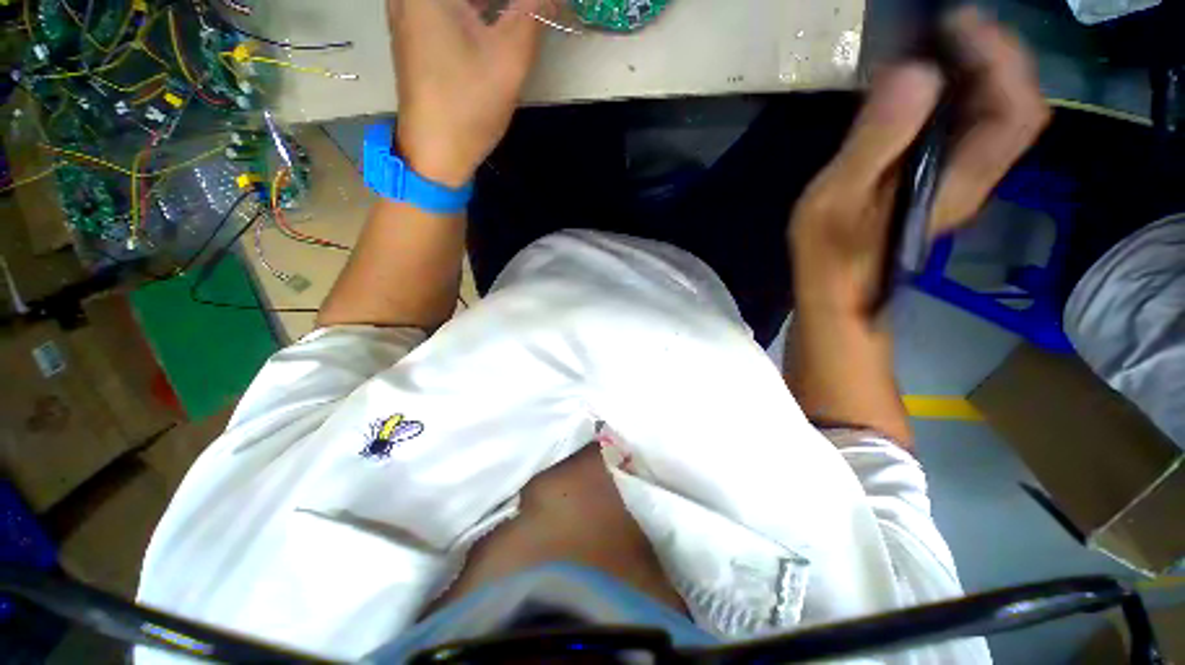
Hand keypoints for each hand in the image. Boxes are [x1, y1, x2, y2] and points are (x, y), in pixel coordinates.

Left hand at [389, 0, 549, 187]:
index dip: (519, 1)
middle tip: (531, 12)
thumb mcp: (510, 57)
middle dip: (509, 2)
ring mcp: (410, 8)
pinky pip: (451, 7)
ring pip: (461, 0)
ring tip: (522, 17)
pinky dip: (478, 10)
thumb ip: (533, 10)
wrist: (436, 151)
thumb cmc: (468, 104)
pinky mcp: (417, 29)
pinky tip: (500, 21)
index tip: (536, 9)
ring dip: (495, 6)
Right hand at [789, 8, 1048, 317]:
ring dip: (977, 69)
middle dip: (993, 55)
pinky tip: (923, 82)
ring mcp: (958, 175)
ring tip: (938, 43)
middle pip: (1014, 105)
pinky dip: (956, 92)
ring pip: (994, 112)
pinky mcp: (937, 176)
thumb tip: (914, 71)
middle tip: (947, 26)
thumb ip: (876, 140)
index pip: (1015, 110)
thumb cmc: (830, 252)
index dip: (999, 58)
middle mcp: (974, 174)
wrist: (837, 288)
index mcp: (957, 179)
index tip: (956, 23)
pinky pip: (966, 124)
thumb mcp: (839, 198)